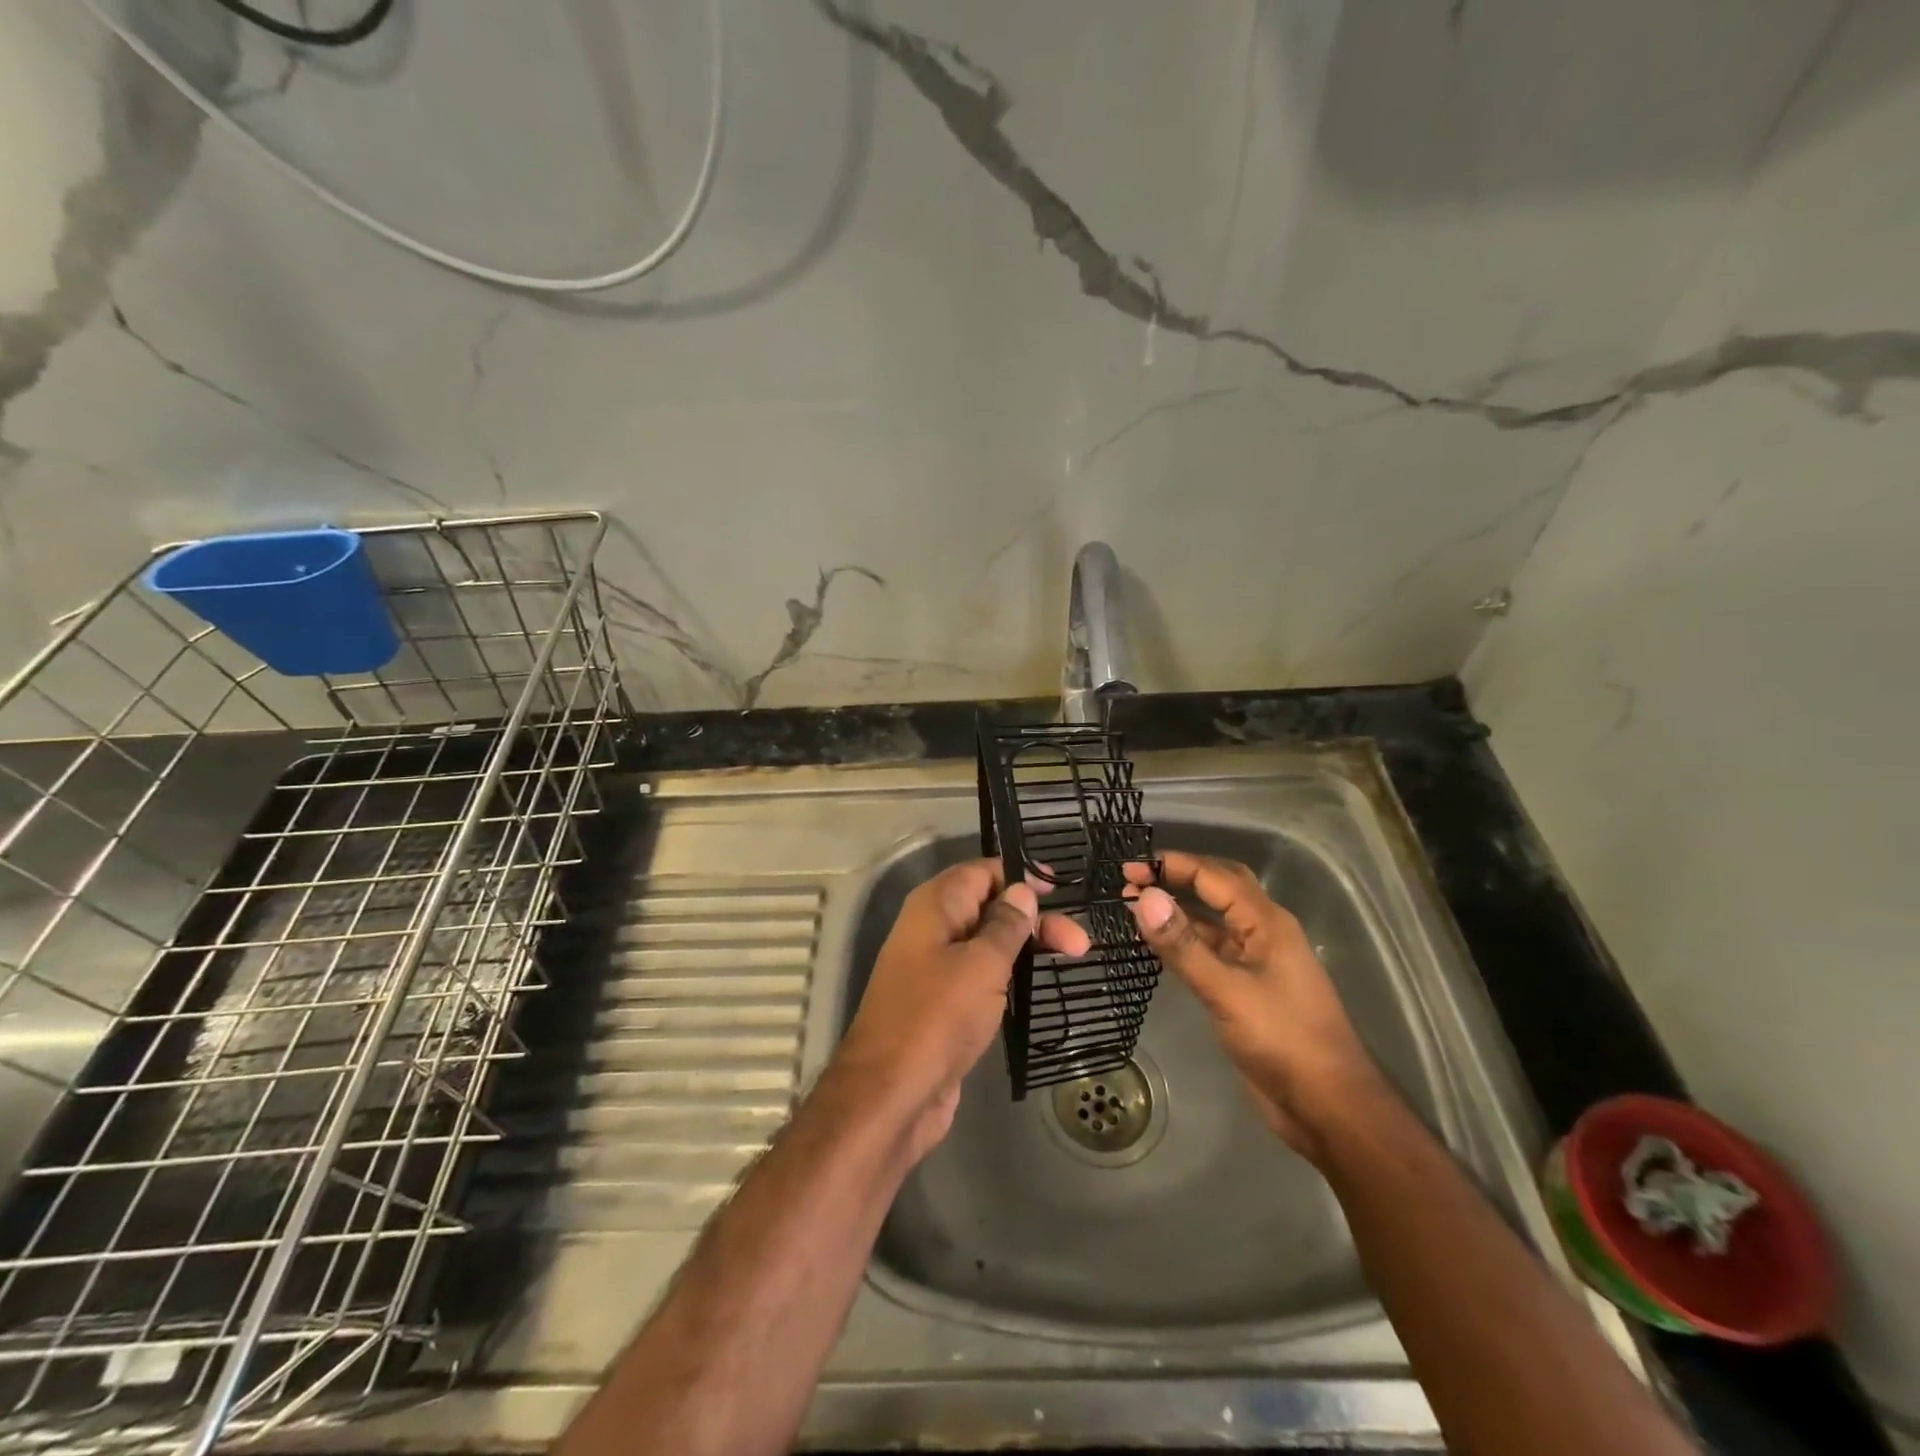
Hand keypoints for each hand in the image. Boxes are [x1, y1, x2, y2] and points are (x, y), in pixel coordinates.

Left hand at [835, 858, 1090, 1161]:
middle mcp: (932, 929)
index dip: (1020, 876)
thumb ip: (1006, 924)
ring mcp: (935, 968)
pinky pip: (981, 975)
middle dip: (1033, 918)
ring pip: (987, 943)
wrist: (892, 1094)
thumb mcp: (981, 963)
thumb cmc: (938, 1016)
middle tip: (1080, 941)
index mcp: (935, 906)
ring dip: (1026, 946)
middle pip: (989, 907)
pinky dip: (1009, 975)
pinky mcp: (943, 1004)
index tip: (1060, 889)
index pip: (981, 872)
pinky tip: (1036, 984)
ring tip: (1074, 956)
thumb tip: (1022, 890)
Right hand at [1125, 851, 1384, 1159]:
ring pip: (1212, 921)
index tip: (1128, 867)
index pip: (1214, 876)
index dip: (1171, 865)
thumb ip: (1183, 945)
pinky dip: (1183, 941)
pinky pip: (1210, 950)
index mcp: (1267, 923)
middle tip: (1132, 879)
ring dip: (1178, 909)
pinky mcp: (1244, 989)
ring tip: (1135, 906)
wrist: (1326, 1107)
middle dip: (1177, 877)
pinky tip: (1157, 944)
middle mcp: (1262, 933)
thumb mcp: (1227, 991)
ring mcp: (1255, 962)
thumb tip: (1144, 899)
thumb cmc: (1283, 1040)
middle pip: (1218, 888)